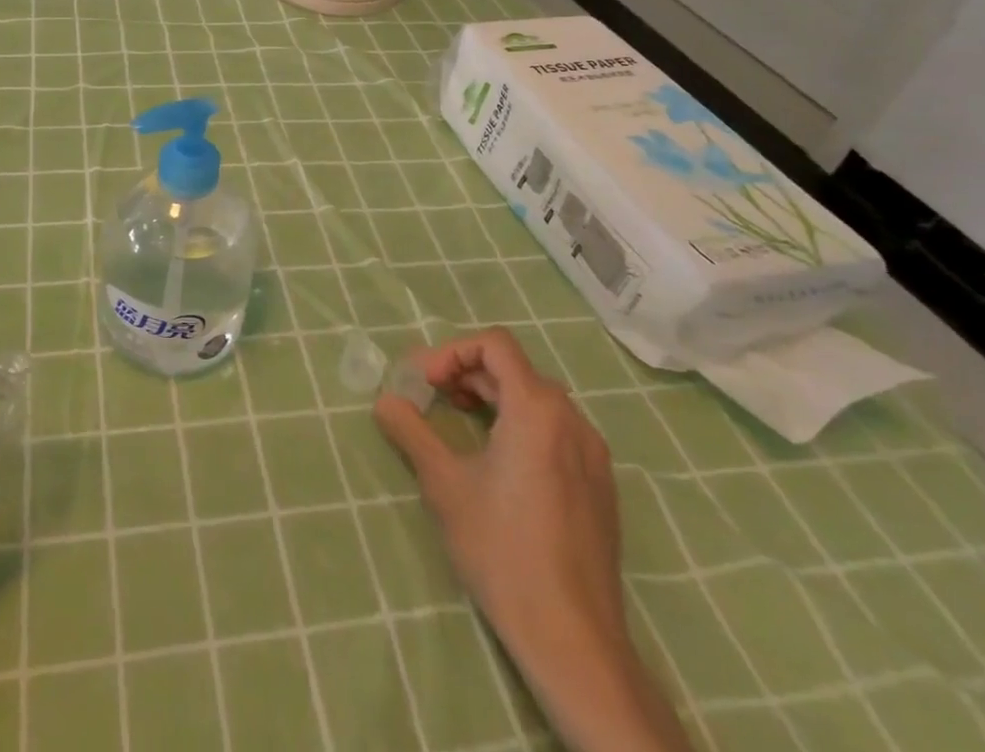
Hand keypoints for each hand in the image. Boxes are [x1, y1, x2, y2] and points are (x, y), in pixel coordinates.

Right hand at [375, 329, 691, 751]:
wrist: (573, 639)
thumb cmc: (502, 550)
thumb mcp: (444, 485)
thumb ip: (411, 432)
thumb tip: (384, 401)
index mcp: (537, 409)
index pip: (495, 345)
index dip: (452, 351)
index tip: (424, 382)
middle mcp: (572, 420)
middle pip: (515, 370)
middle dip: (467, 374)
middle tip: (432, 397)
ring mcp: (593, 454)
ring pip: (537, 400)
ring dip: (493, 398)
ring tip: (460, 423)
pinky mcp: (601, 486)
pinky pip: (557, 431)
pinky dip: (521, 425)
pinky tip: (499, 462)